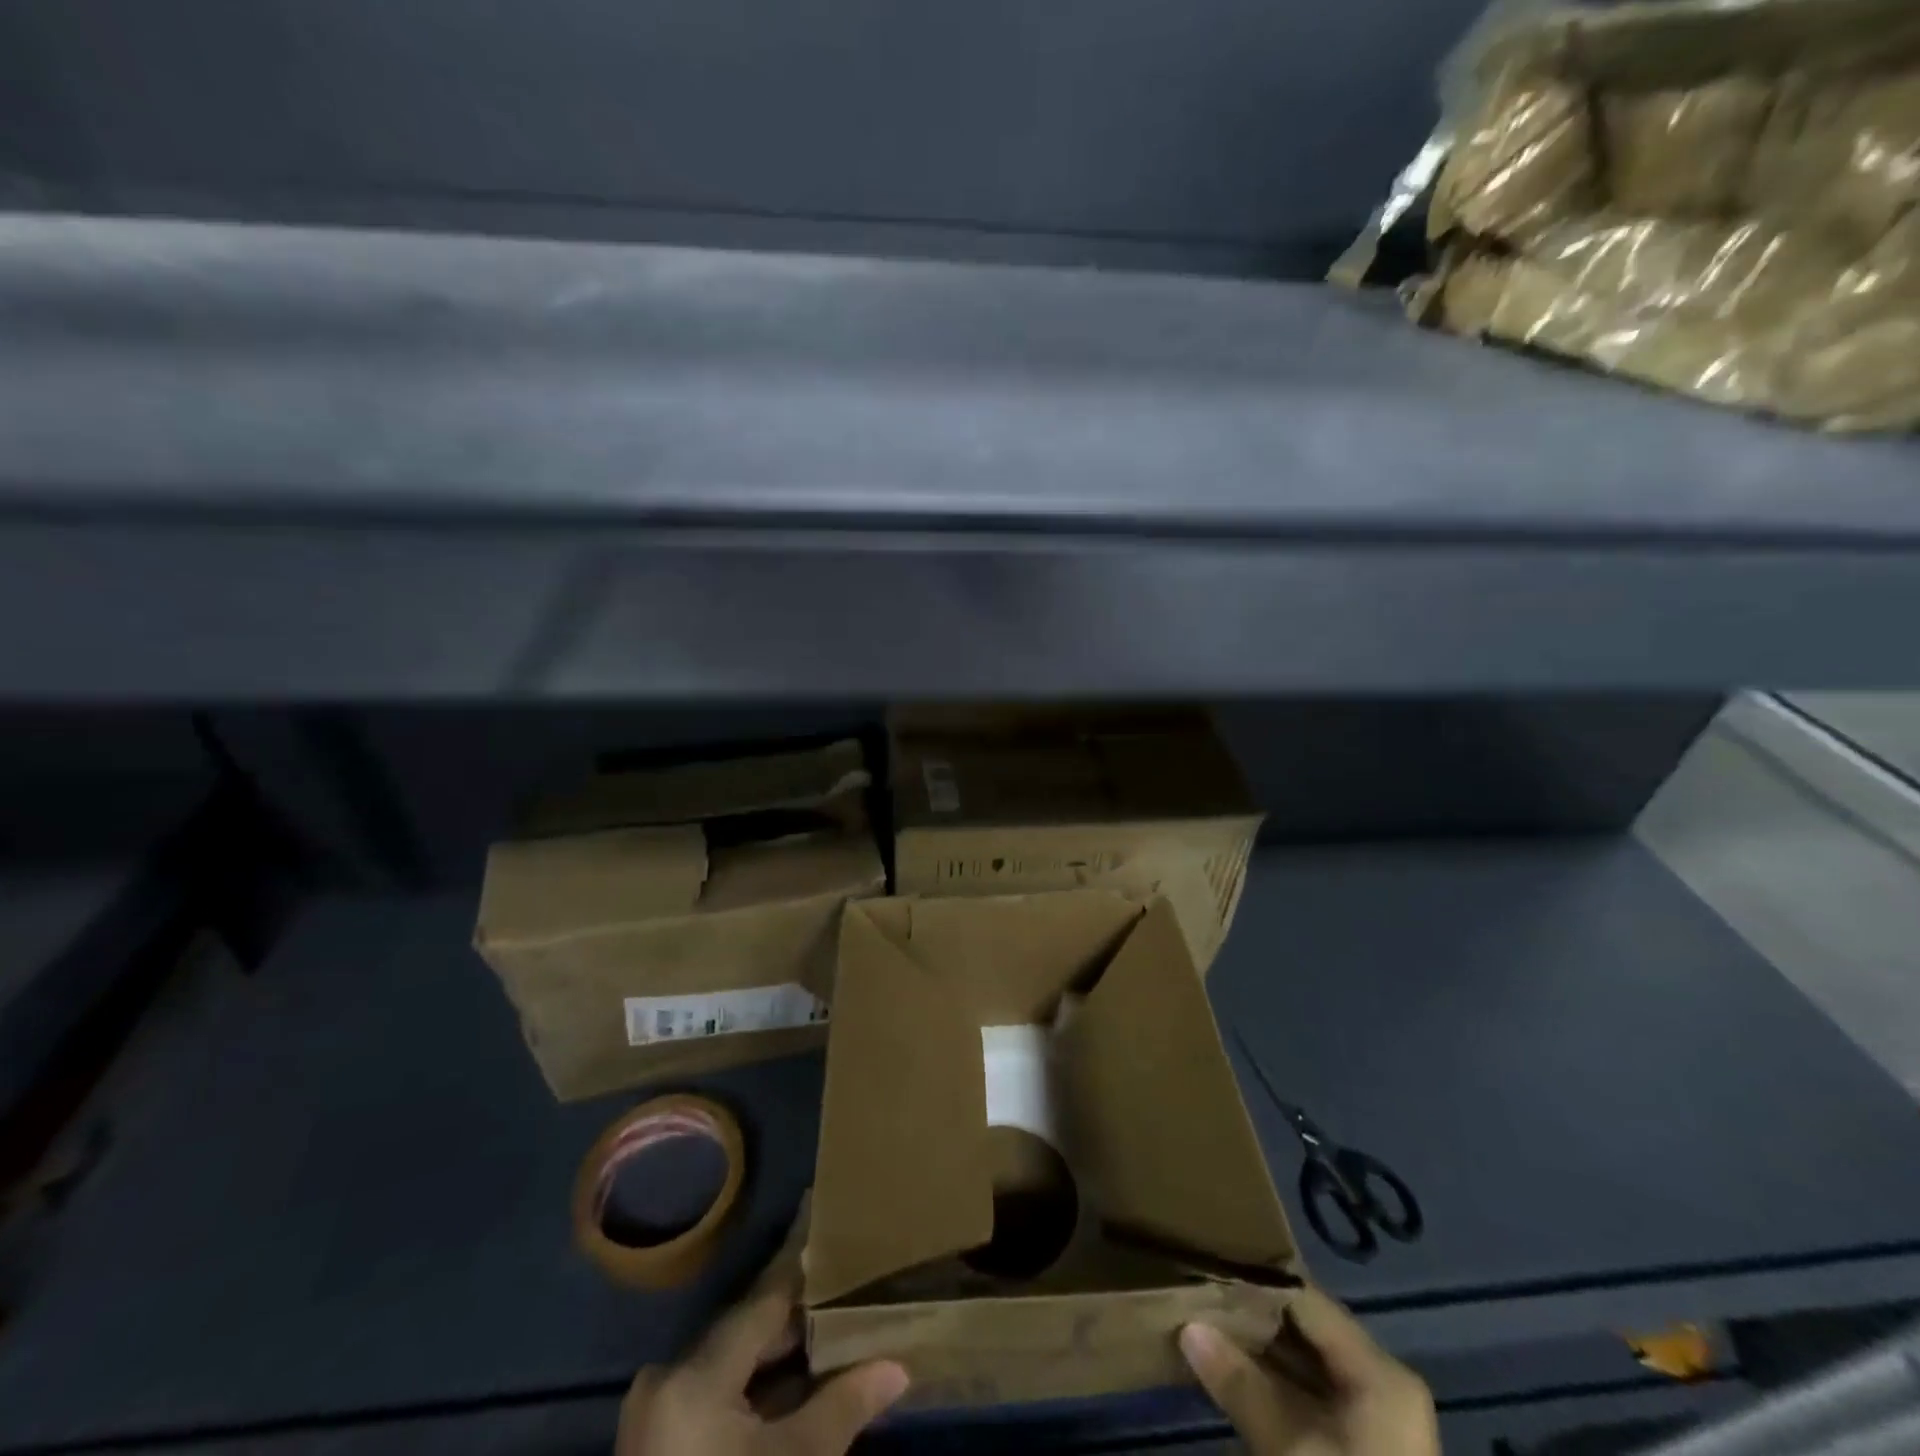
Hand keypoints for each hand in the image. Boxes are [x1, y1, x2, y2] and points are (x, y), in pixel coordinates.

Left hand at [616, 1277, 908, 1455]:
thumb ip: (843, 1407)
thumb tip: (899, 1367)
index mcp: (694, 1372)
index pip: (763, 1298)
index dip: (802, 1262)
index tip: (828, 1219)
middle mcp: (668, 1377)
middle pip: (748, 1330)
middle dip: (799, 1316)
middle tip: (846, 1285)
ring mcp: (658, 1413)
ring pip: (734, 1363)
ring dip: (780, 1355)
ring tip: (832, 1328)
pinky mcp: (659, 1443)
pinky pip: (718, 1393)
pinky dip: (757, 1387)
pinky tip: (797, 1383)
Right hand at [1181, 1288, 1437, 1455]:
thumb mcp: (1291, 1450)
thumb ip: (1240, 1384)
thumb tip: (1188, 1326)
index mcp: (1381, 1371)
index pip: (1304, 1297)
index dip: (1254, 1280)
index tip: (1206, 1265)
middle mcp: (1379, 1384)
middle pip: (1304, 1329)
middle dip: (1250, 1316)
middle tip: (1196, 1295)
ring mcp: (1370, 1422)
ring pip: (1301, 1365)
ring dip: (1254, 1351)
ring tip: (1201, 1325)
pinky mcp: (1354, 1451)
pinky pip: (1305, 1397)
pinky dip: (1268, 1384)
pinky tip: (1227, 1372)